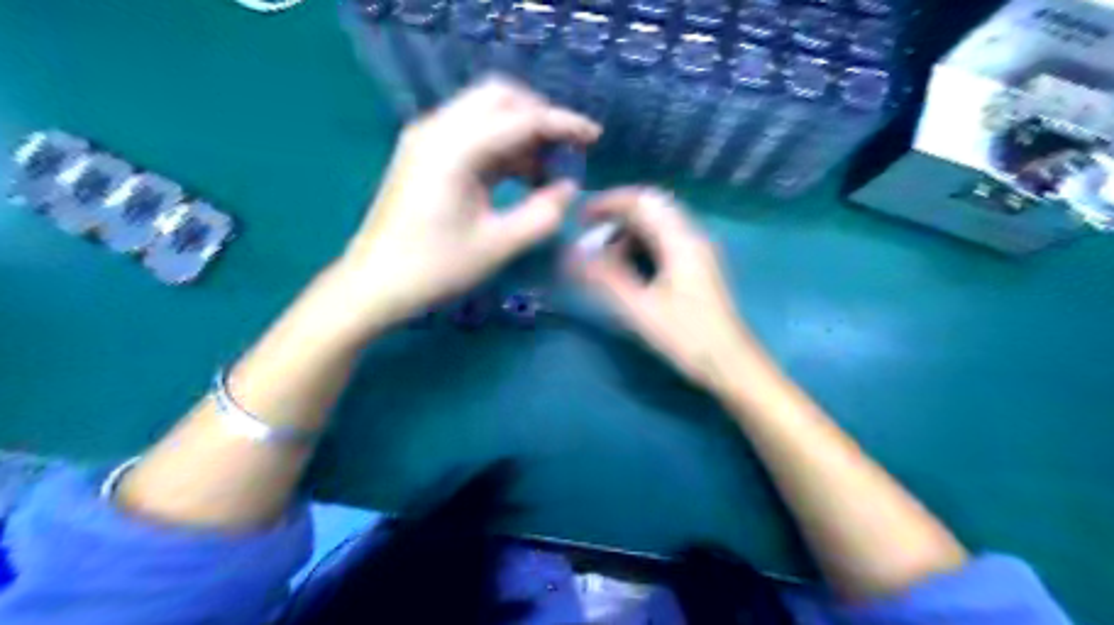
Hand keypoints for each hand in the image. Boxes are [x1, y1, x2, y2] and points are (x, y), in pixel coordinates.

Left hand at [336, 76, 605, 331]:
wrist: (375, 283)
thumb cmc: (435, 268)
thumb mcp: (498, 245)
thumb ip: (542, 214)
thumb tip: (568, 189)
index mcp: (456, 148)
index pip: (521, 118)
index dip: (563, 124)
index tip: (594, 137)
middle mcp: (438, 129)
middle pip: (500, 97)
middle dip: (539, 117)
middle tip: (566, 151)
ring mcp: (427, 138)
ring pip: (485, 112)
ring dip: (521, 132)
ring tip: (546, 172)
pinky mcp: (424, 153)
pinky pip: (472, 132)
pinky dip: (501, 145)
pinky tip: (519, 176)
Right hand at [568, 188, 760, 392]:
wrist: (730, 363)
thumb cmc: (687, 336)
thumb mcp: (640, 308)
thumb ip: (605, 278)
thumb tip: (572, 254)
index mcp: (681, 240)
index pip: (642, 201)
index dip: (609, 202)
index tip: (581, 218)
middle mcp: (691, 237)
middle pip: (651, 209)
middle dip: (616, 216)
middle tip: (588, 235)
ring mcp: (697, 251)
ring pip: (657, 226)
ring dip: (628, 232)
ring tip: (603, 256)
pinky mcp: (696, 267)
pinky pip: (664, 242)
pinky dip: (640, 245)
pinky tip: (627, 267)